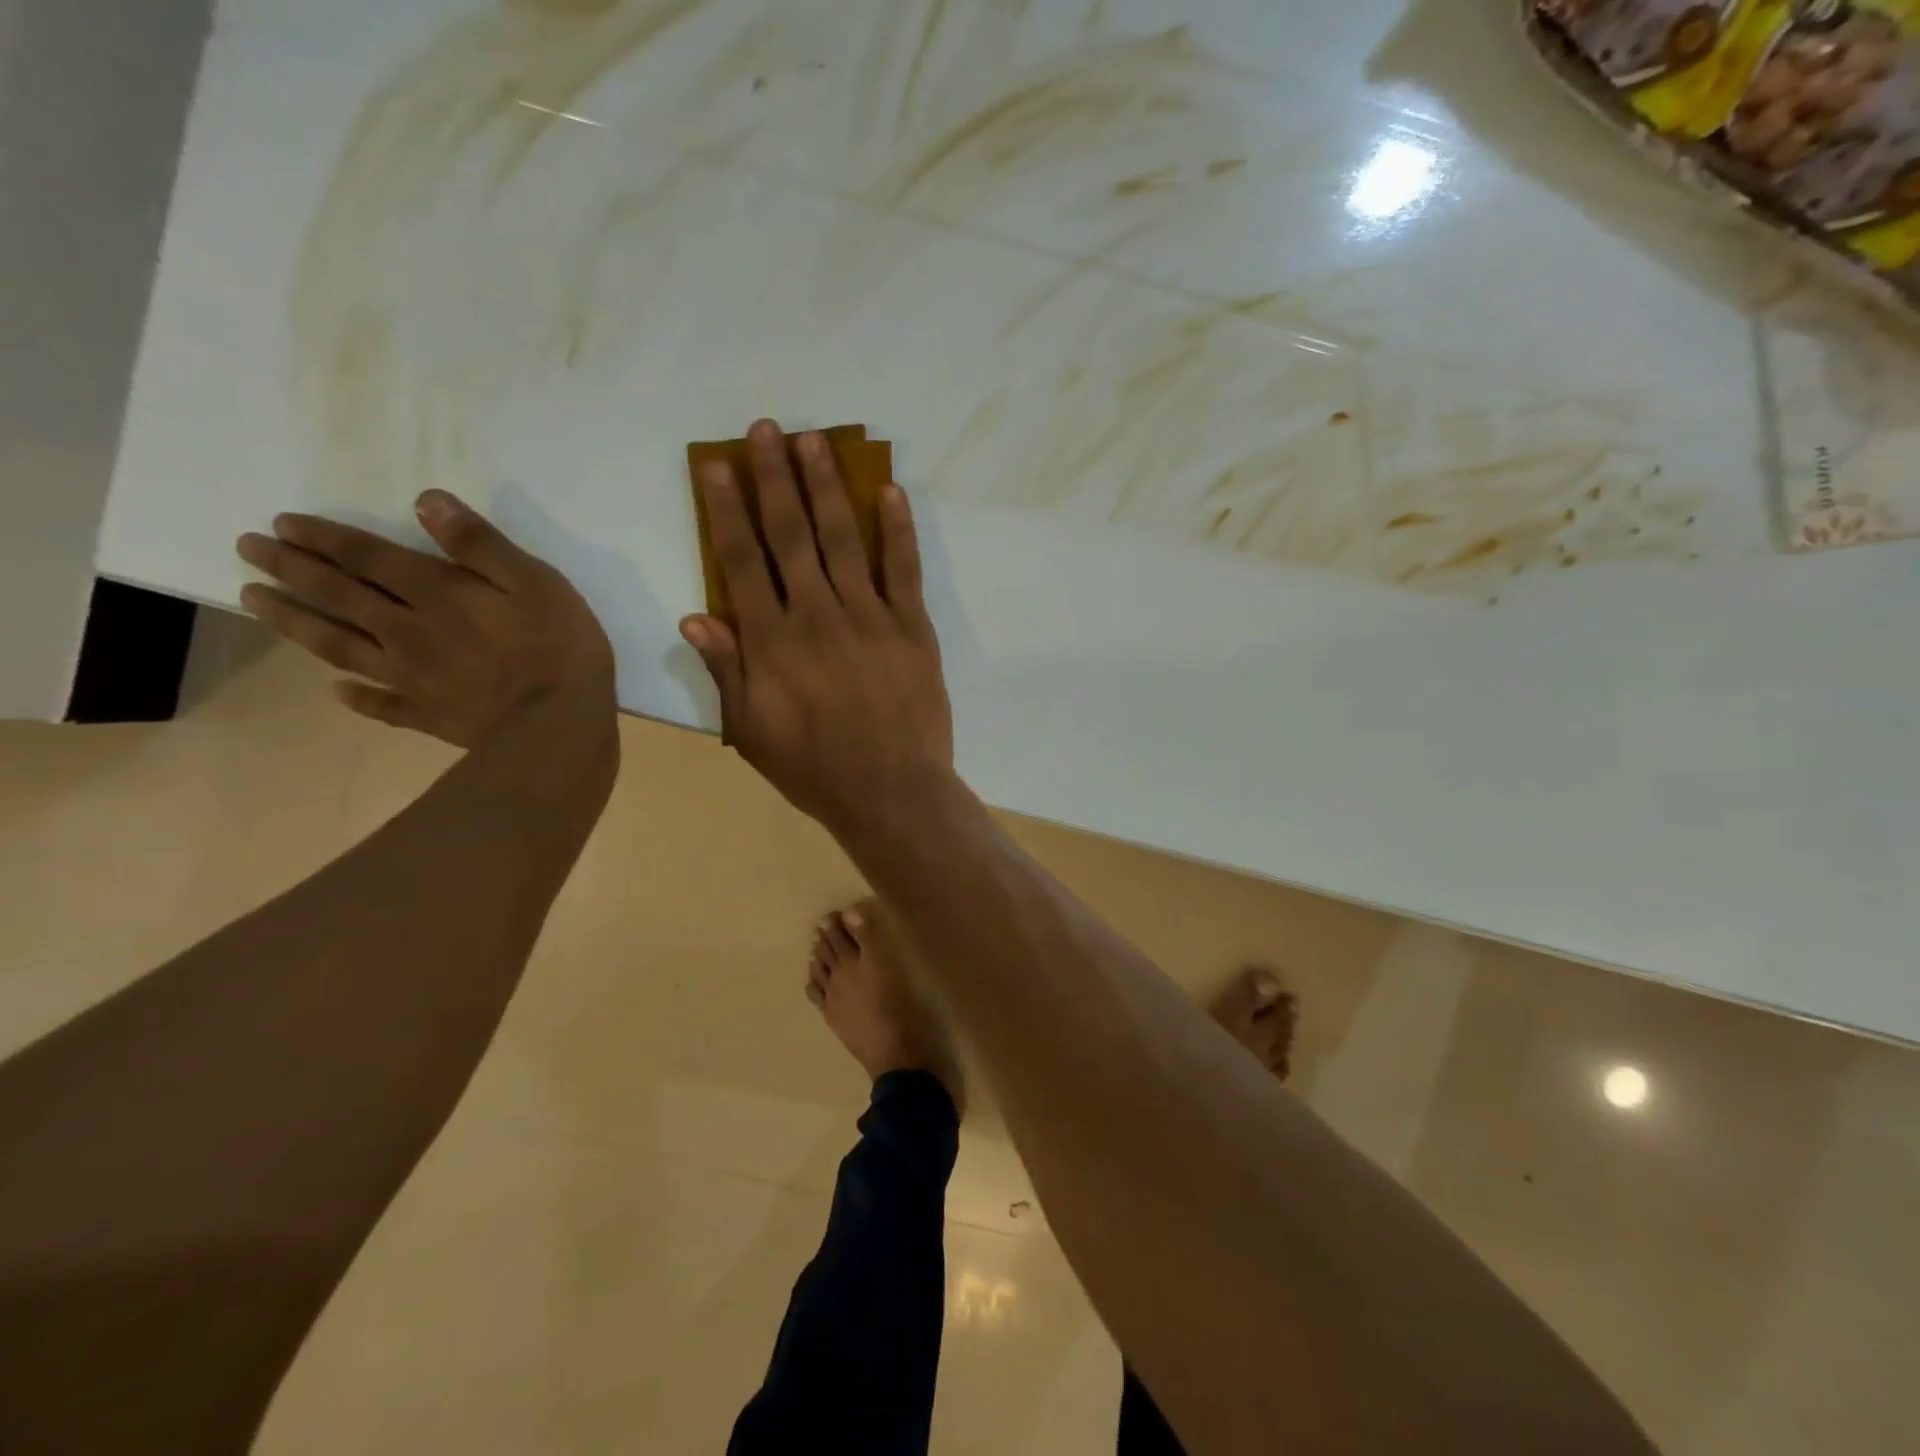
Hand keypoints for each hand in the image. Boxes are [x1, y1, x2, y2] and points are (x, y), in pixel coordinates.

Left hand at [236, 492, 614, 748]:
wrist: (556, 724)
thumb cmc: (559, 647)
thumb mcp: (536, 582)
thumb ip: (481, 545)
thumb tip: (427, 501)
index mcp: (437, 594)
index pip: (368, 558)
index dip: (325, 538)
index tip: (281, 523)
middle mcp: (408, 631)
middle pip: (340, 596)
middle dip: (292, 569)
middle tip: (248, 549)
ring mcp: (412, 677)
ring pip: (340, 645)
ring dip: (296, 621)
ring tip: (254, 602)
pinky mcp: (428, 714)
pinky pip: (381, 704)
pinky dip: (356, 697)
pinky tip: (337, 691)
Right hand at [680, 419, 954, 839]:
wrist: (892, 793)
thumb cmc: (815, 769)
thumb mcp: (752, 732)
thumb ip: (727, 671)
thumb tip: (695, 617)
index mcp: (773, 642)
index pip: (743, 562)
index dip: (727, 509)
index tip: (717, 464)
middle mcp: (818, 616)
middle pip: (791, 535)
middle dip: (776, 478)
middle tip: (766, 429)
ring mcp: (870, 617)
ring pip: (843, 539)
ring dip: (827, 486)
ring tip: (814, 441)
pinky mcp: (913, 628)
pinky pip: (904, 569)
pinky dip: (898, 529)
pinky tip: (889, 490)